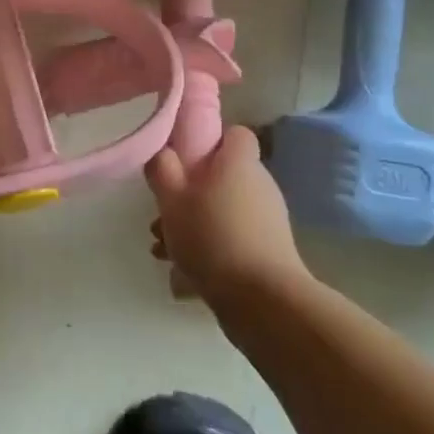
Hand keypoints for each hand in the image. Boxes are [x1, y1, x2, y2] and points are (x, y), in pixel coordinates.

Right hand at [145, 125, 308, 303]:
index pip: (235, 134)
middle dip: (191, 191)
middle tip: (164, 212)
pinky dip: (212, 245)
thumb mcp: (171, 199)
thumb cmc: (212, 236)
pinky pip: (234, 236)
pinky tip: (184, 270)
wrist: (262, 299)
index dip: (211, 140)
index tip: (186, 158)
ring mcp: (268, 219)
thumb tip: (163, 152)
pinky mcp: (270, 250)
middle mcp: (260, 184)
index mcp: (239, 163)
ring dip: (196, 222)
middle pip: (223, 175)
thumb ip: (162, 169)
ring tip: (164, 248)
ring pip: (224, 208)